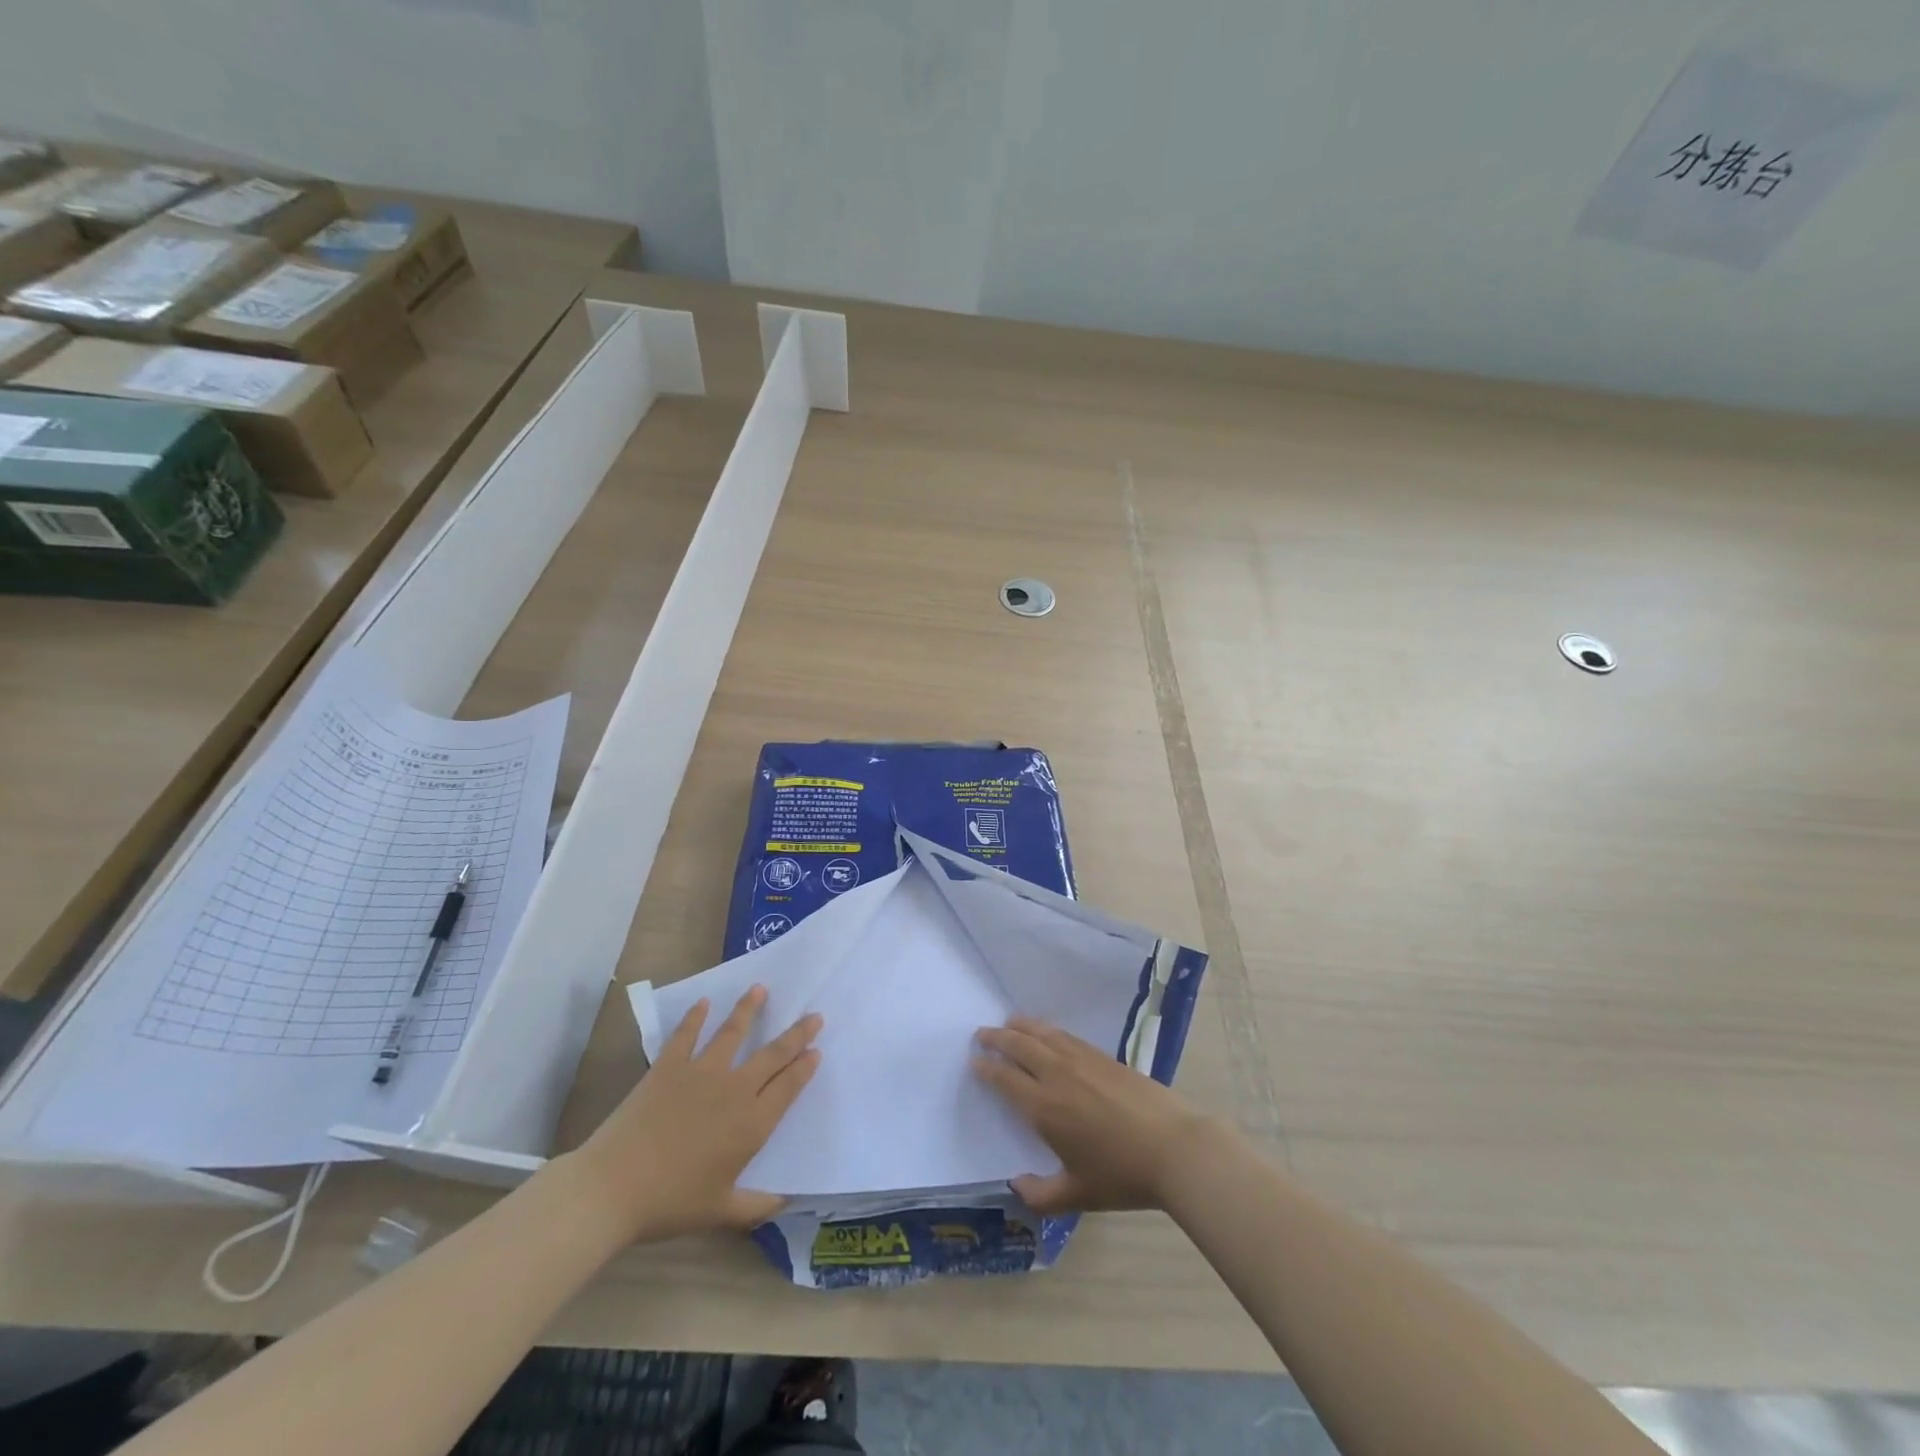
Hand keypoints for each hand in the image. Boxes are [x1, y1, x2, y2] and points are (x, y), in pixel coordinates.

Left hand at [567, 986, 821, 1243]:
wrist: (613, 1187)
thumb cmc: (671, 1203)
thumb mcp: (720, 1212)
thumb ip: (757, 1205)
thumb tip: (787, 1200)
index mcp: (752, 1124)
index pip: (788, 1087)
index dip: (804, 1067)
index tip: (817, 1050)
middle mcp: (734, 1089)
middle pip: (772, 1054)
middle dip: (797, 1034)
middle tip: (814, 1015)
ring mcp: (701, 1072)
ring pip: (733, 1032)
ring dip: (749, 1009)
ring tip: (760, 989)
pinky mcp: (669, 1066)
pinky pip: (686, 1034)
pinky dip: (695, 1017)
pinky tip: (703, 1002)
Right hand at [974, 1016, 1215, 1214]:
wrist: (1175, 1148)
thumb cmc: (1123, 1176)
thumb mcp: (1078, 1195)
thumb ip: (1040, 1195)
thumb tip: (1015, 1186)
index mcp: (1045, 1108)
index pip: (1005, 1079)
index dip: (986, 1069)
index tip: (973, 1062)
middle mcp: (1057, 1076)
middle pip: (1019, 1046)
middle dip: (997, 1038)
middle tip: (981, 1034)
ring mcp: (1082, 1061)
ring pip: (1043, 1034)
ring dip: (1021, 1026)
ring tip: (1008, 1022)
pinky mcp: (1104, 1056)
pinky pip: (1066, 1035)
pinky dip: (1048, 1029)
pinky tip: (1047, 1031)